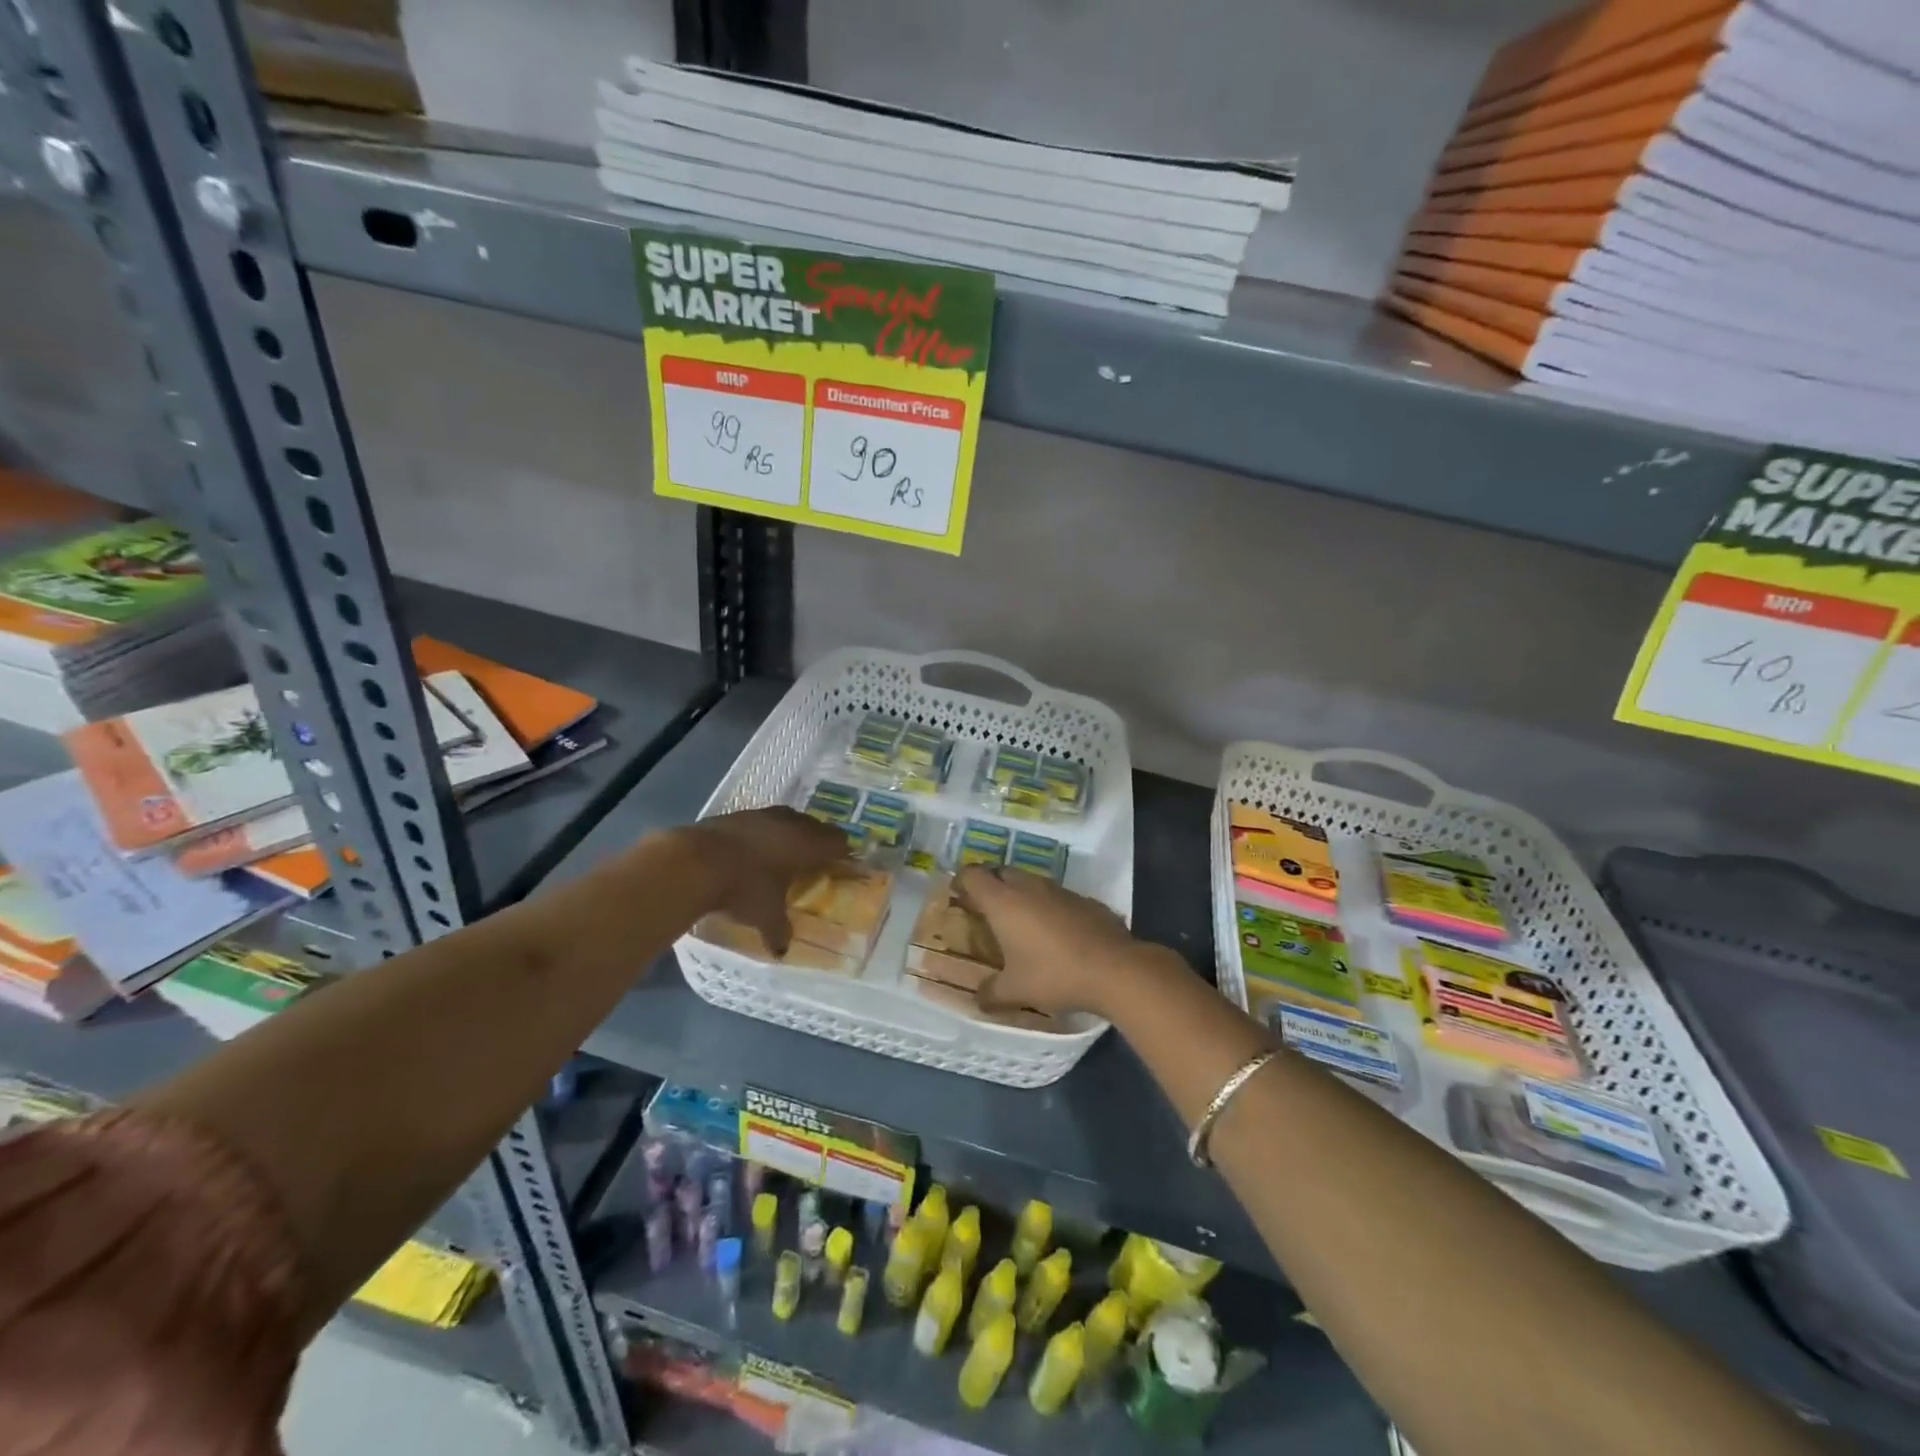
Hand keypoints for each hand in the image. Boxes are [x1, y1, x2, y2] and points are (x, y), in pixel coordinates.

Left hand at [676, 808, 851, 953]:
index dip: (841, 852)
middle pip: (814, 825)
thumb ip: (779, 931)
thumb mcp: (765, 916)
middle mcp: (790, 823)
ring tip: (784, 852)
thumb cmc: (744, 888)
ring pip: (787, 818)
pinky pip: (760, 821)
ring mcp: (761, 815)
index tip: (840, 863)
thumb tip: (782, 951)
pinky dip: (762, 833)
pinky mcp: (735, 814)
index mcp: (807, 844)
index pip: (837, 841)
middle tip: (814, 860)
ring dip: (789, 832)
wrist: (695, 861)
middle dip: (817, 840)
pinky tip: (752, 849)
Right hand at [954, 867, 1154, 1018]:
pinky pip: (1058, 896)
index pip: (973, 875)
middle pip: (1002, 872)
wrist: (1115, 969)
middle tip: (987, 910)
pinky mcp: (1085, 899)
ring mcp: (1060, 890)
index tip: (959, 895)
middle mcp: (1029, 887)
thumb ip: (991, 993)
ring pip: (1032, 882)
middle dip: (991, 885)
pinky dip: (1050, 907)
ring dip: (1022, 895)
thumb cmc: (1054, 975)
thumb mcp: (1016, 991)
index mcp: (1003, 902)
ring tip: (1021, 922)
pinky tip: (1057, 933)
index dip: (962, 881)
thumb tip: (978, 999)